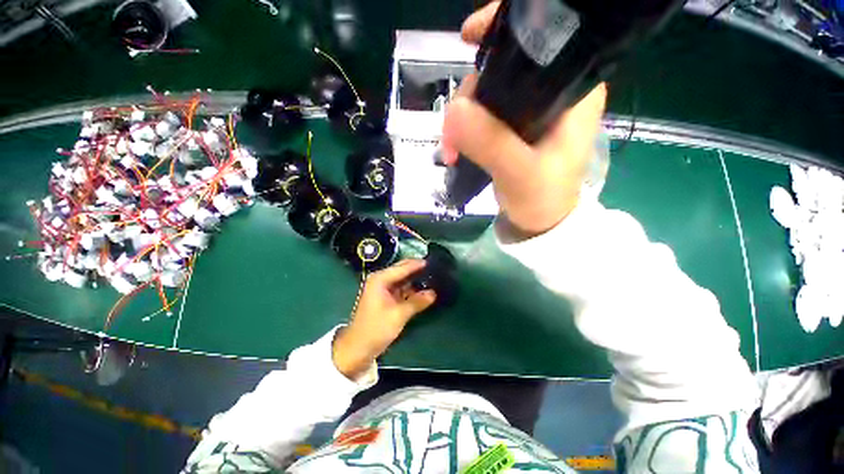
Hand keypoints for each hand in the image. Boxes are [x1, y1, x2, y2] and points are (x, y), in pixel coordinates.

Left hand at [332, 259, 436, 378]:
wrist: (358, 348)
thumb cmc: (375, 329)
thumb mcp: (398, 315)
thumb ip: (417, 302)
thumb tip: (433, 293)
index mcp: (380, 279)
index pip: (403, 267)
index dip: (418, 264)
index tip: (433, 261)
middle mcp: (381, 280)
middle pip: (402, 270)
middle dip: (417, 270)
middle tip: (435, 269)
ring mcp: (383, 288)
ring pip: (403, 280)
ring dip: (416, 280)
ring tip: (433, 278)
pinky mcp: (386, 297)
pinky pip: (402, 289)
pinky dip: (412, 289)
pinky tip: (424, 290)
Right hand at [442, 1, 607, 236]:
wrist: (539, 222)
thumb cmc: (541, 200)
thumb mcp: (520, 174)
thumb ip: (492, 144)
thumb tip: (454, 111)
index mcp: (571, 92)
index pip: (544, 39)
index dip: (505, 29)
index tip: (468, 37)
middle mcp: (552, 93)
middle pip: (504, 68)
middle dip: (470, 93)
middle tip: (452, 131)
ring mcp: (530, 110)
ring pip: (487, 93)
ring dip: (461, 117)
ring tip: (451, 150)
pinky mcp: (512, 128)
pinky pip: (482, 115)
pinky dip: (464, 128)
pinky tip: (455, 148)